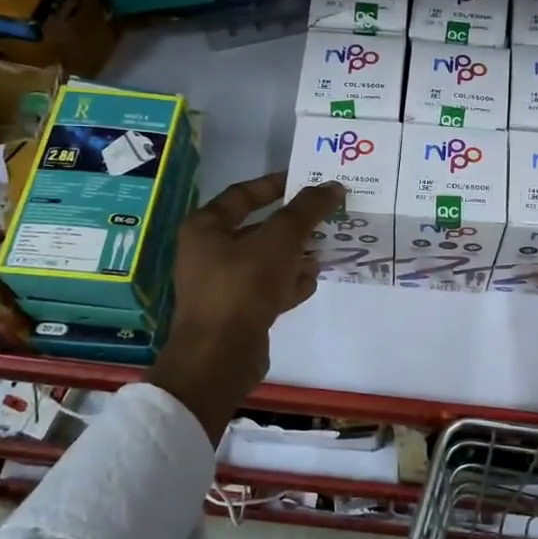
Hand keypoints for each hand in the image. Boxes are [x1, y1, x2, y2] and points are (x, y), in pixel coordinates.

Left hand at [147, 172, 343, 440]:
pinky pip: (267, 288)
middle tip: (327, 217)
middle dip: (294, 225)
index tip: (308, 181)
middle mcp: (209, 252)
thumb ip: (306, 210)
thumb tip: (332, 186)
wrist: (220, 357)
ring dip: (296, 255)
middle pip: (259, 228)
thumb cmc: (243, 287)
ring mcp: (223, 284)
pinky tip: (311, 282)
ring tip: (325, 250)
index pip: (244, 194)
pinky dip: (289, 284)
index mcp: (206, 227)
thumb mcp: (279, 240)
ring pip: (266, 260)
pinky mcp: (237, 311)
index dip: (276, 184)